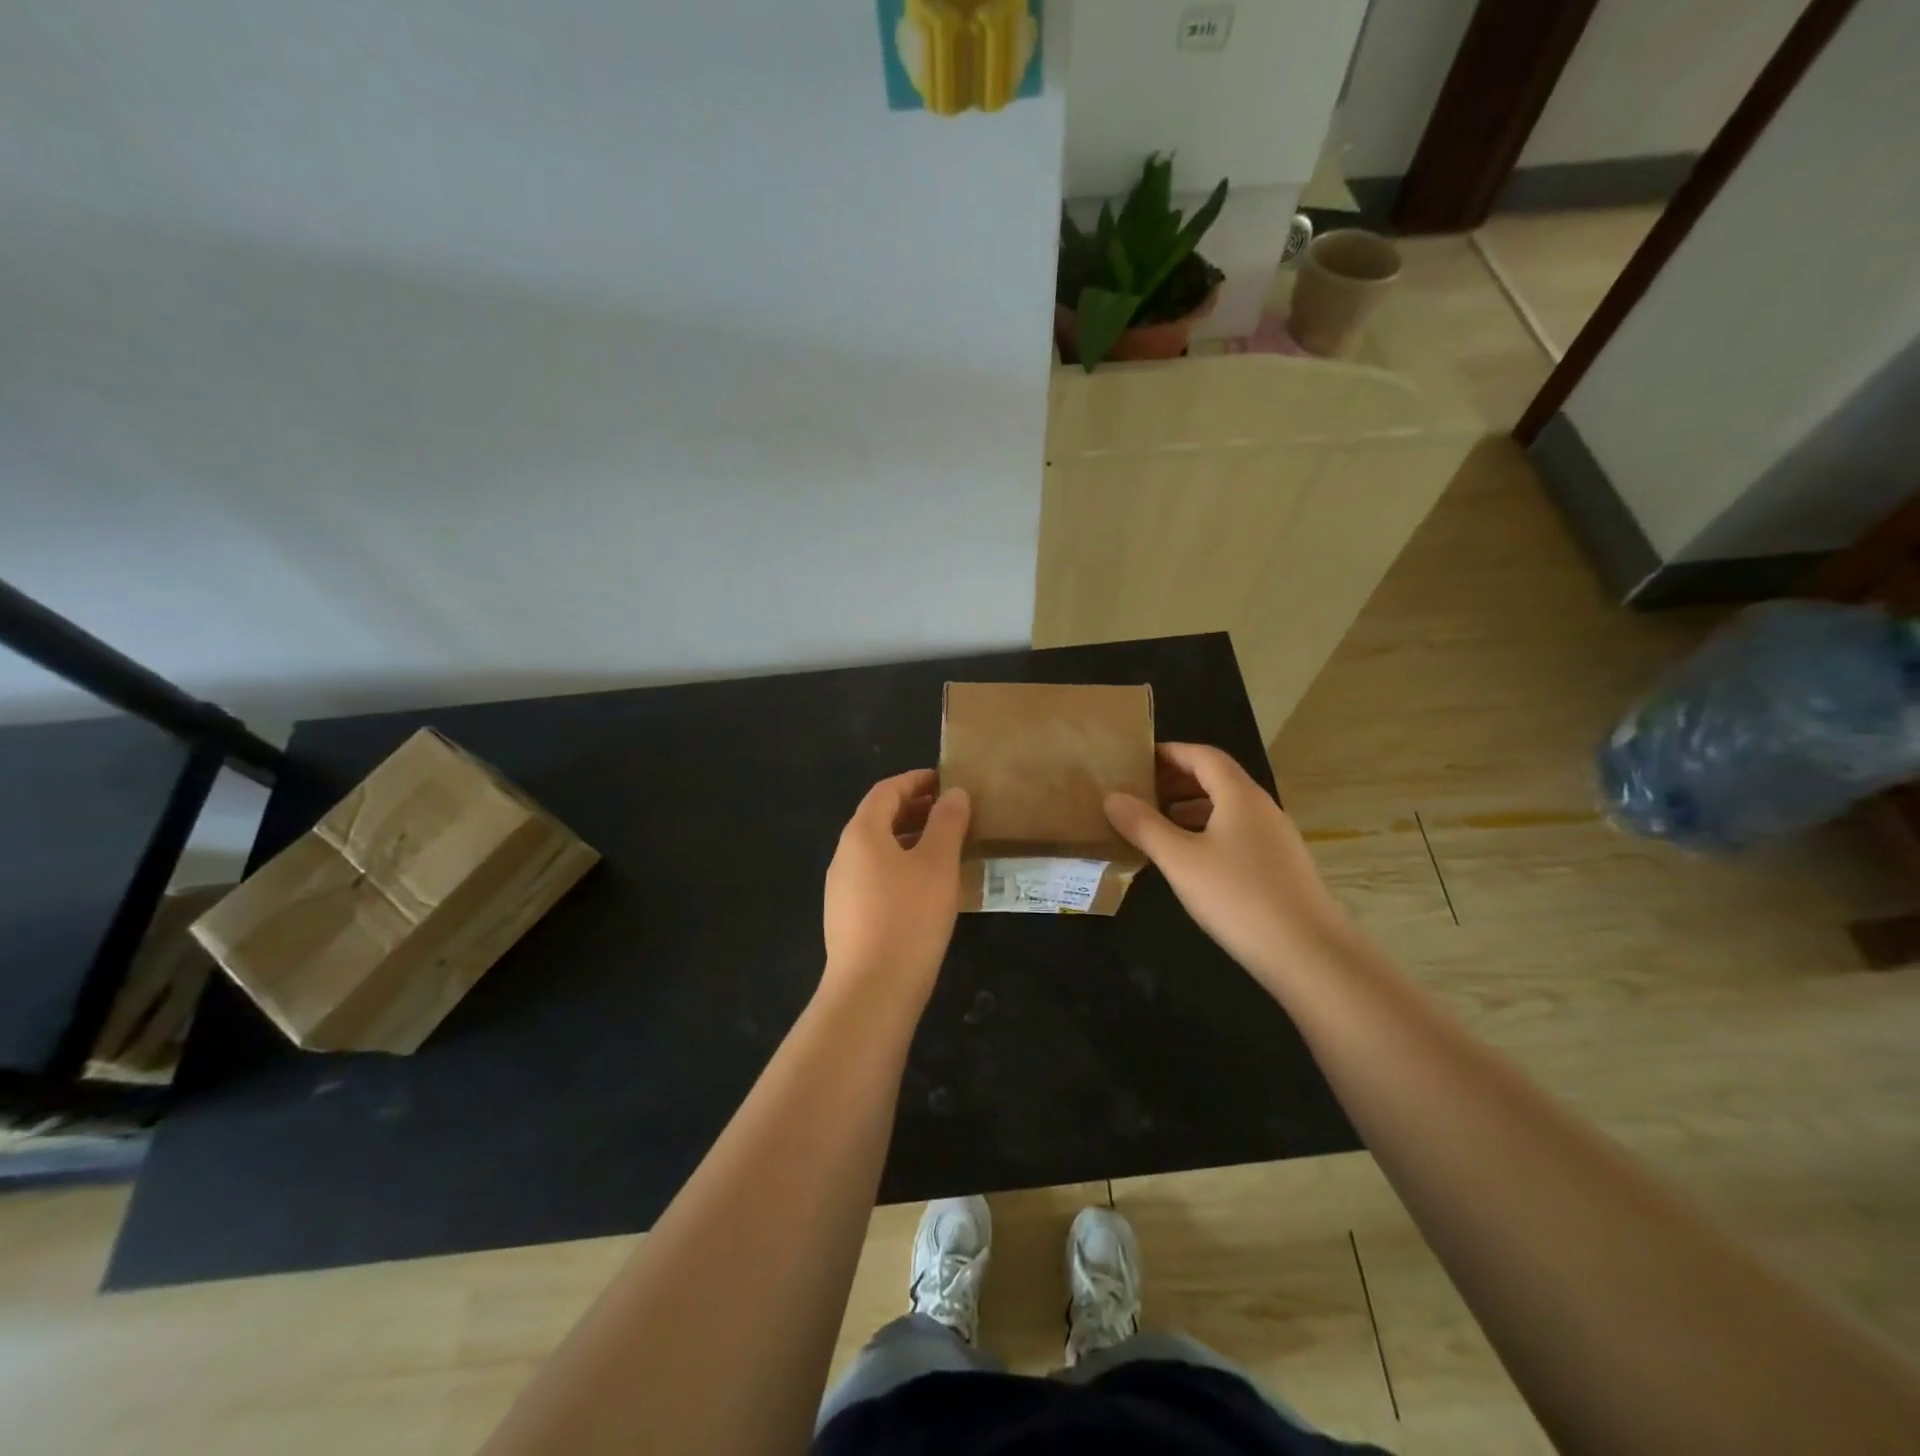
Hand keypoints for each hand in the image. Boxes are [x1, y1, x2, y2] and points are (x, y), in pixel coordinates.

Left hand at [822, 769, 970, 1007]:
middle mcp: (845, 855)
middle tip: (951, 813)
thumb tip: (954, 793)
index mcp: (862, 833)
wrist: (871, 990)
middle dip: (914, 809)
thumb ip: (947, 823)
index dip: (916, 780)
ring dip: (909, 839)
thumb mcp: (938, 864)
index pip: (886, 791)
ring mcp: (841, 888)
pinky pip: (876, 876)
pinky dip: (901, 866)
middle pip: (878, 818)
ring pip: (878, 850)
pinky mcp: (847, 916)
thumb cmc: (909, 917)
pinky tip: (926, 887)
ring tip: (945, 847)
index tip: (946, 780)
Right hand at [1104, 743, 1349, 985]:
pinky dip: (1208, 832)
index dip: (1169, 752)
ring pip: (1228, 808)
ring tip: (1157, 823)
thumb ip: (1144, 826)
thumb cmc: (1238, 897)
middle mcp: (1262, 808)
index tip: (1136, 758)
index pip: (1203, 756)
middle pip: (1217, 779)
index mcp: (1240, 795)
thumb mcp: (1180, 860)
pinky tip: (1190, 859)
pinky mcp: (1280, 867)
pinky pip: (1237, 833)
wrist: (1308, 954)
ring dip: (1191, 807)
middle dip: (1177, 780)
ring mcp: (1276, 838)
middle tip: (1139, 790)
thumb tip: (1112, 796)